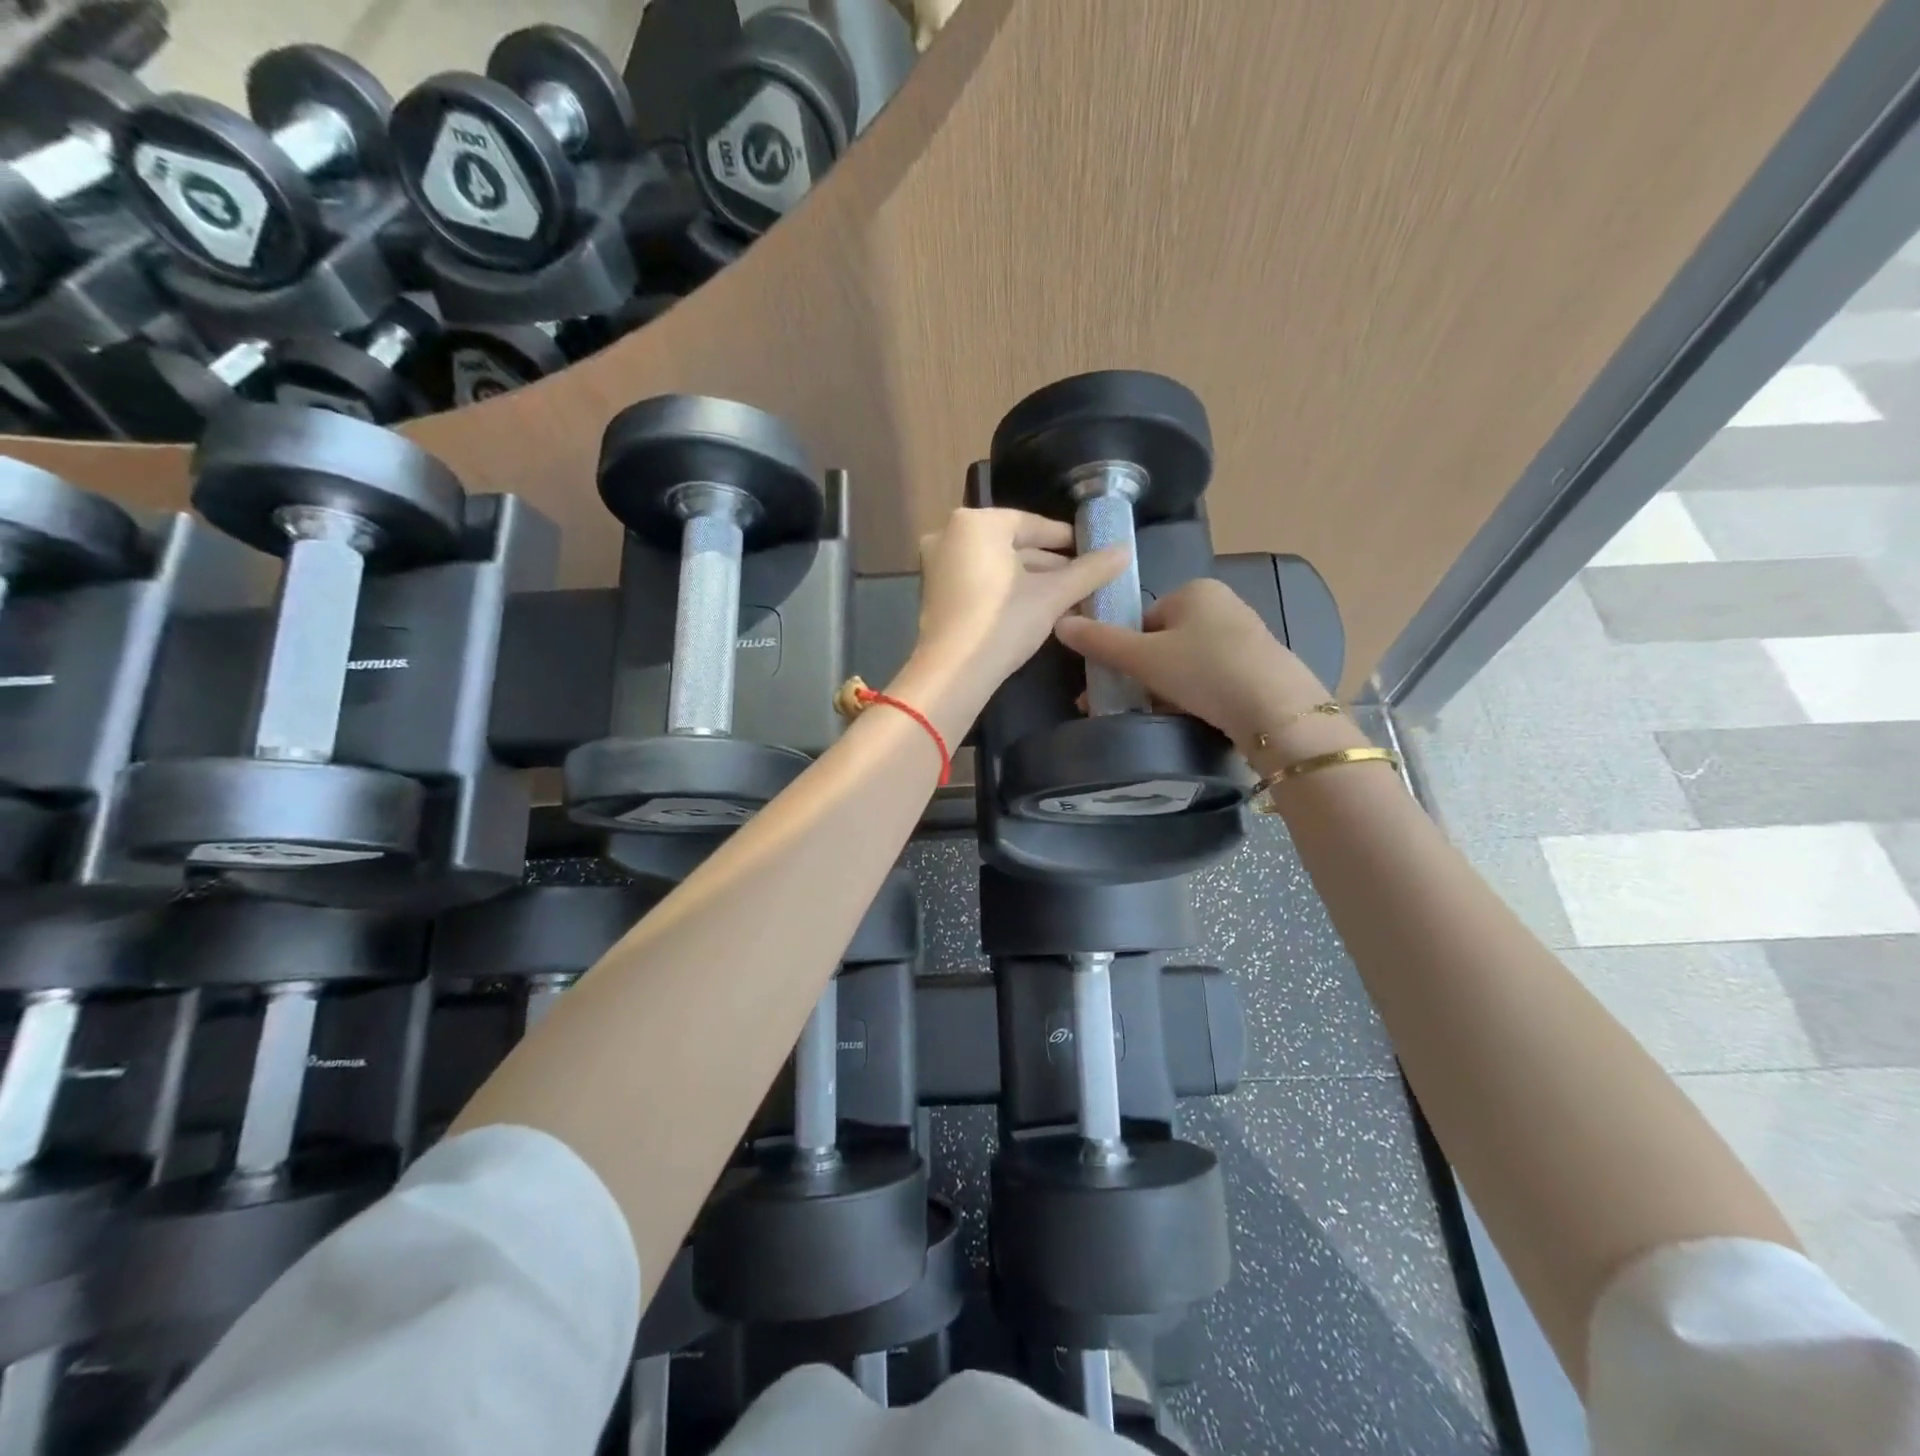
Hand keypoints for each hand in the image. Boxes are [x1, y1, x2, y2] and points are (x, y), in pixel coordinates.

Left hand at [903, 508, 1125, 723]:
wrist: (953, 673)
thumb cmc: (1003, 622)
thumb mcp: (1053, 595)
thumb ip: (1090, 570)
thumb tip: (1125, 551)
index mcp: (975, 523)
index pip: (1031, 523)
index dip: (1065, 538)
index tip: (1091, 551)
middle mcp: (949, 536)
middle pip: (1012, 546)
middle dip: (1050, 565)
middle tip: (1084, 579)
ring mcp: (937, 567)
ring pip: (996, 567)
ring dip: (1031, 582)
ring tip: (1068, 599)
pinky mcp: (935, 596)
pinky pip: (979, 584)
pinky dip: (1006, 593)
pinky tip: (1036, 611)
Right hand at [1054, 578, 1330, 752]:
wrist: (1275, 710)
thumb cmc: (1203, 671)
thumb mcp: (1142, 657)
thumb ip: (1100, 641)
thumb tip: (1059, 622)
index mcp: (1194, 590)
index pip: (1142, 617)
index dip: (1125, 650)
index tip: (1118, 680)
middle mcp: (1221, 604)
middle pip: (1163, 641)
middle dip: (1143, 673)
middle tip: (1131, 702)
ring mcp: (1243, 635)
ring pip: (1185, 662)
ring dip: (1166, 687)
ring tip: (1159, 714)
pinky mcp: (1257, 665)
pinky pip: (1210, 676)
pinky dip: (1194, 694)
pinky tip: (1190, 716)